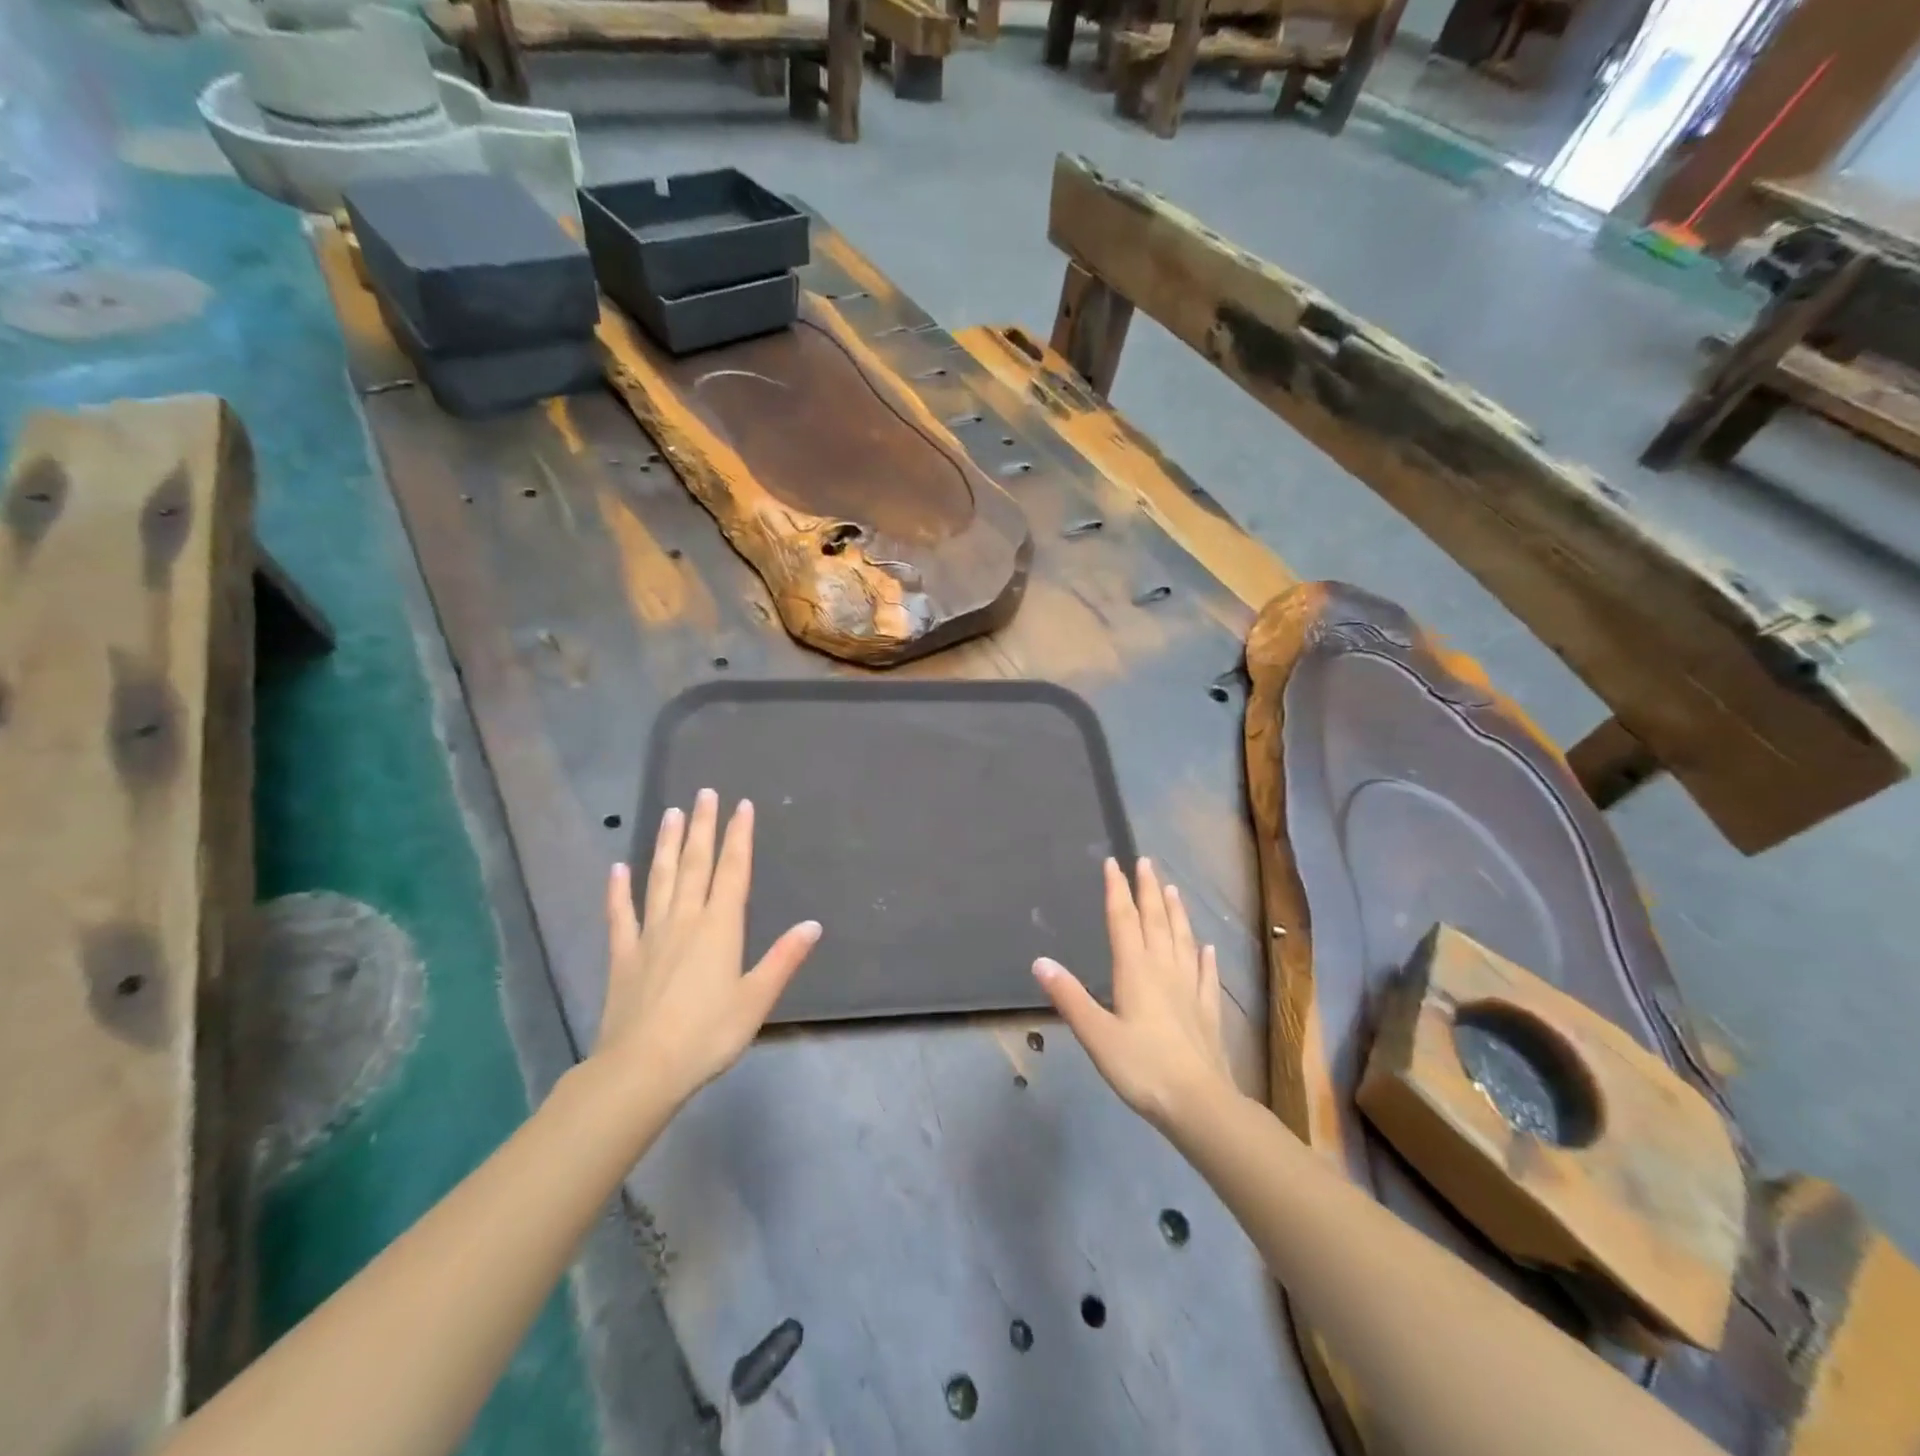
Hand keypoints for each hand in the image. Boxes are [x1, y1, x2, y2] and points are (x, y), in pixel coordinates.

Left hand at [592, 789, 821, 1110]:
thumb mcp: (756, 999)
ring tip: (670, 813)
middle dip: (703, 827)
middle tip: (705, 793)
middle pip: (696, 864)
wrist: (641, 1069)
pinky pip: (620, 914)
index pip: (732, 871)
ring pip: (660, 878)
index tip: (742, 805)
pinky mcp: (623, 955)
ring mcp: (650, 934)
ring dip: (667, 845)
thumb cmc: (708, 1034)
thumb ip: (784, 959)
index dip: (739, 837)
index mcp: (720, 927)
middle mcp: (685, 920)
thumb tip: (812, 924)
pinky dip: (618, 890)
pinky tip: (617, 869)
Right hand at [1034, 857, 1235, 1131]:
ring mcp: (1190, 990)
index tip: (1113, 862)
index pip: (1123, 921)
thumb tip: (1039, 961)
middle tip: (1146, 862)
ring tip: (1173, 889)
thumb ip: (1069, 997)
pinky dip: (1206, 958)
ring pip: (1182, 941)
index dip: (1117, 890)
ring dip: (1177, 913)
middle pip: (1156, 922)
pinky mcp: (1208, 1012)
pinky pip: (1207, 975)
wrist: (1200, 1104)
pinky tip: (1208, 947)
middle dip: (1148, 890)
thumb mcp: (1096, 1034)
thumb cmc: (1142, 1068)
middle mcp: (1164, 971)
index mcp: (1135, 971)